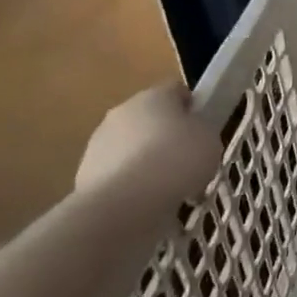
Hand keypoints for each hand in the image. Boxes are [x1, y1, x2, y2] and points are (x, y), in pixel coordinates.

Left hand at [74, 82, 222, 209]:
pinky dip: (131, 185)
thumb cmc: (177, 160)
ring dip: (146, 162)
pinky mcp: (85, 173)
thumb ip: (202, 132)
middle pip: (150, 119)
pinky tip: (146, 205)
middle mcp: (123, 111)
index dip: (192, 108)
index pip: (176, 91)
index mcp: (155, 95)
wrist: (125, 202)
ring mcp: (99, 142)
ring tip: (167, 191)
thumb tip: (192, 135)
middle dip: (166, 137)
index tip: (203, 130)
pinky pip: (118, 175)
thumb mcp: (210, 141)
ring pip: (131, 147)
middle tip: (187, 162)